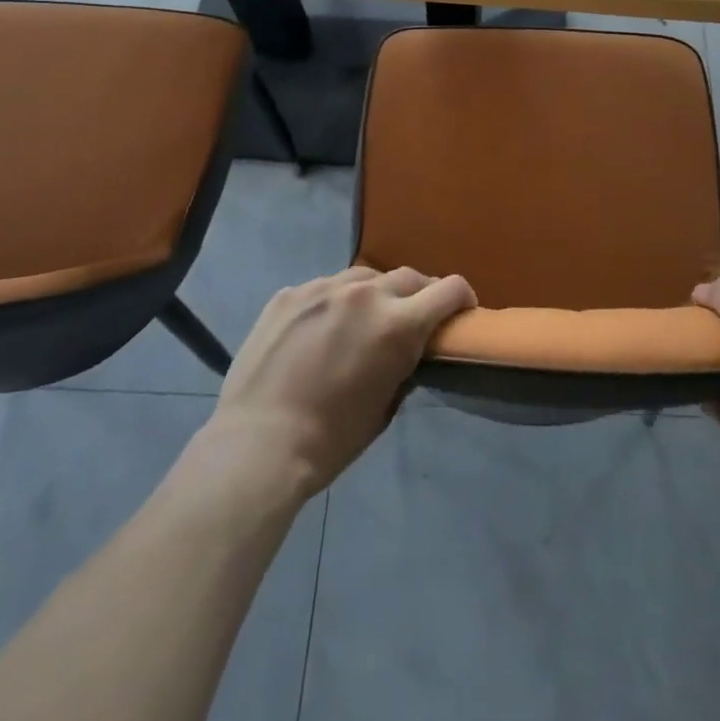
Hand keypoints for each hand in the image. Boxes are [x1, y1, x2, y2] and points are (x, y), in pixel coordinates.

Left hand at [208, 266, 476, 498]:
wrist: (257, 444)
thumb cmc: (331, 439)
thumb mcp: (385, 406)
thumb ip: (403, 363)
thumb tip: (408, 347)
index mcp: (397, 324)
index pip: (449, 289)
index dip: (462, 298)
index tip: (461, 312)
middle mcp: (364, 294)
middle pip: (409, 276)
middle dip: (419, 295)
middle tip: (412, 319)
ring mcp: (322, 288)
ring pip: (364, 278)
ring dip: (374, 295)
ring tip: (360, 323)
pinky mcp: (289, 293)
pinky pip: (323, 288)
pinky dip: (332, 304)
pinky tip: (317, 332)